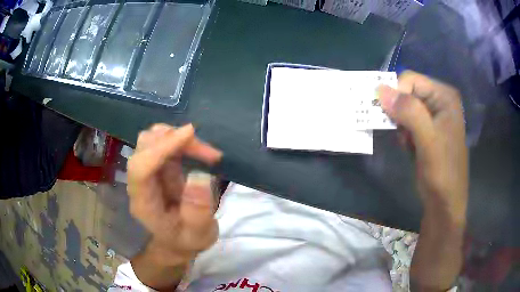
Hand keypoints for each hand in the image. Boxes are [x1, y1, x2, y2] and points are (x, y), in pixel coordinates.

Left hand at [127, 124, 222, 266]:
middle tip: (209, 154)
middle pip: (144, 146)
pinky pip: (164, 142)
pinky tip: (199, 151)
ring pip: (153, 139)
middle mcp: (139, 183)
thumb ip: (198, 211)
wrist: (178, 241)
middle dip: (175, 140)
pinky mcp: (157, 166)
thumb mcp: (198, 235)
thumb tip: (200, 176)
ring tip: (206, 153)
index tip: (190, 133)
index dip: (162, 147)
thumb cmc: (186, 240)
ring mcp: (147, 172)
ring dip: (179, 138)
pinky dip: (182, 141)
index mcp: (143, 203)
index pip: (141, 168)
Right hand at [378, 71, 467, 222]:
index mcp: (444, 96)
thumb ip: (409, 112)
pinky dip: (403, 133)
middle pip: (407, 92)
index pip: (411, 80)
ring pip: (405, 107)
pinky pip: (408, 121)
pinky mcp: (428, 129)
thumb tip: (380, 89)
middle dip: (399, 112)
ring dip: (400, 124)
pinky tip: (409, 147)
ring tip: (407, 143)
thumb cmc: (442, 173)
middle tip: (402, 134)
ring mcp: (434, 115)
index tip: (393, 120)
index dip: (397, 95)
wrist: (445, 203)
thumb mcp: (428, 141)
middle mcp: (440, 101)